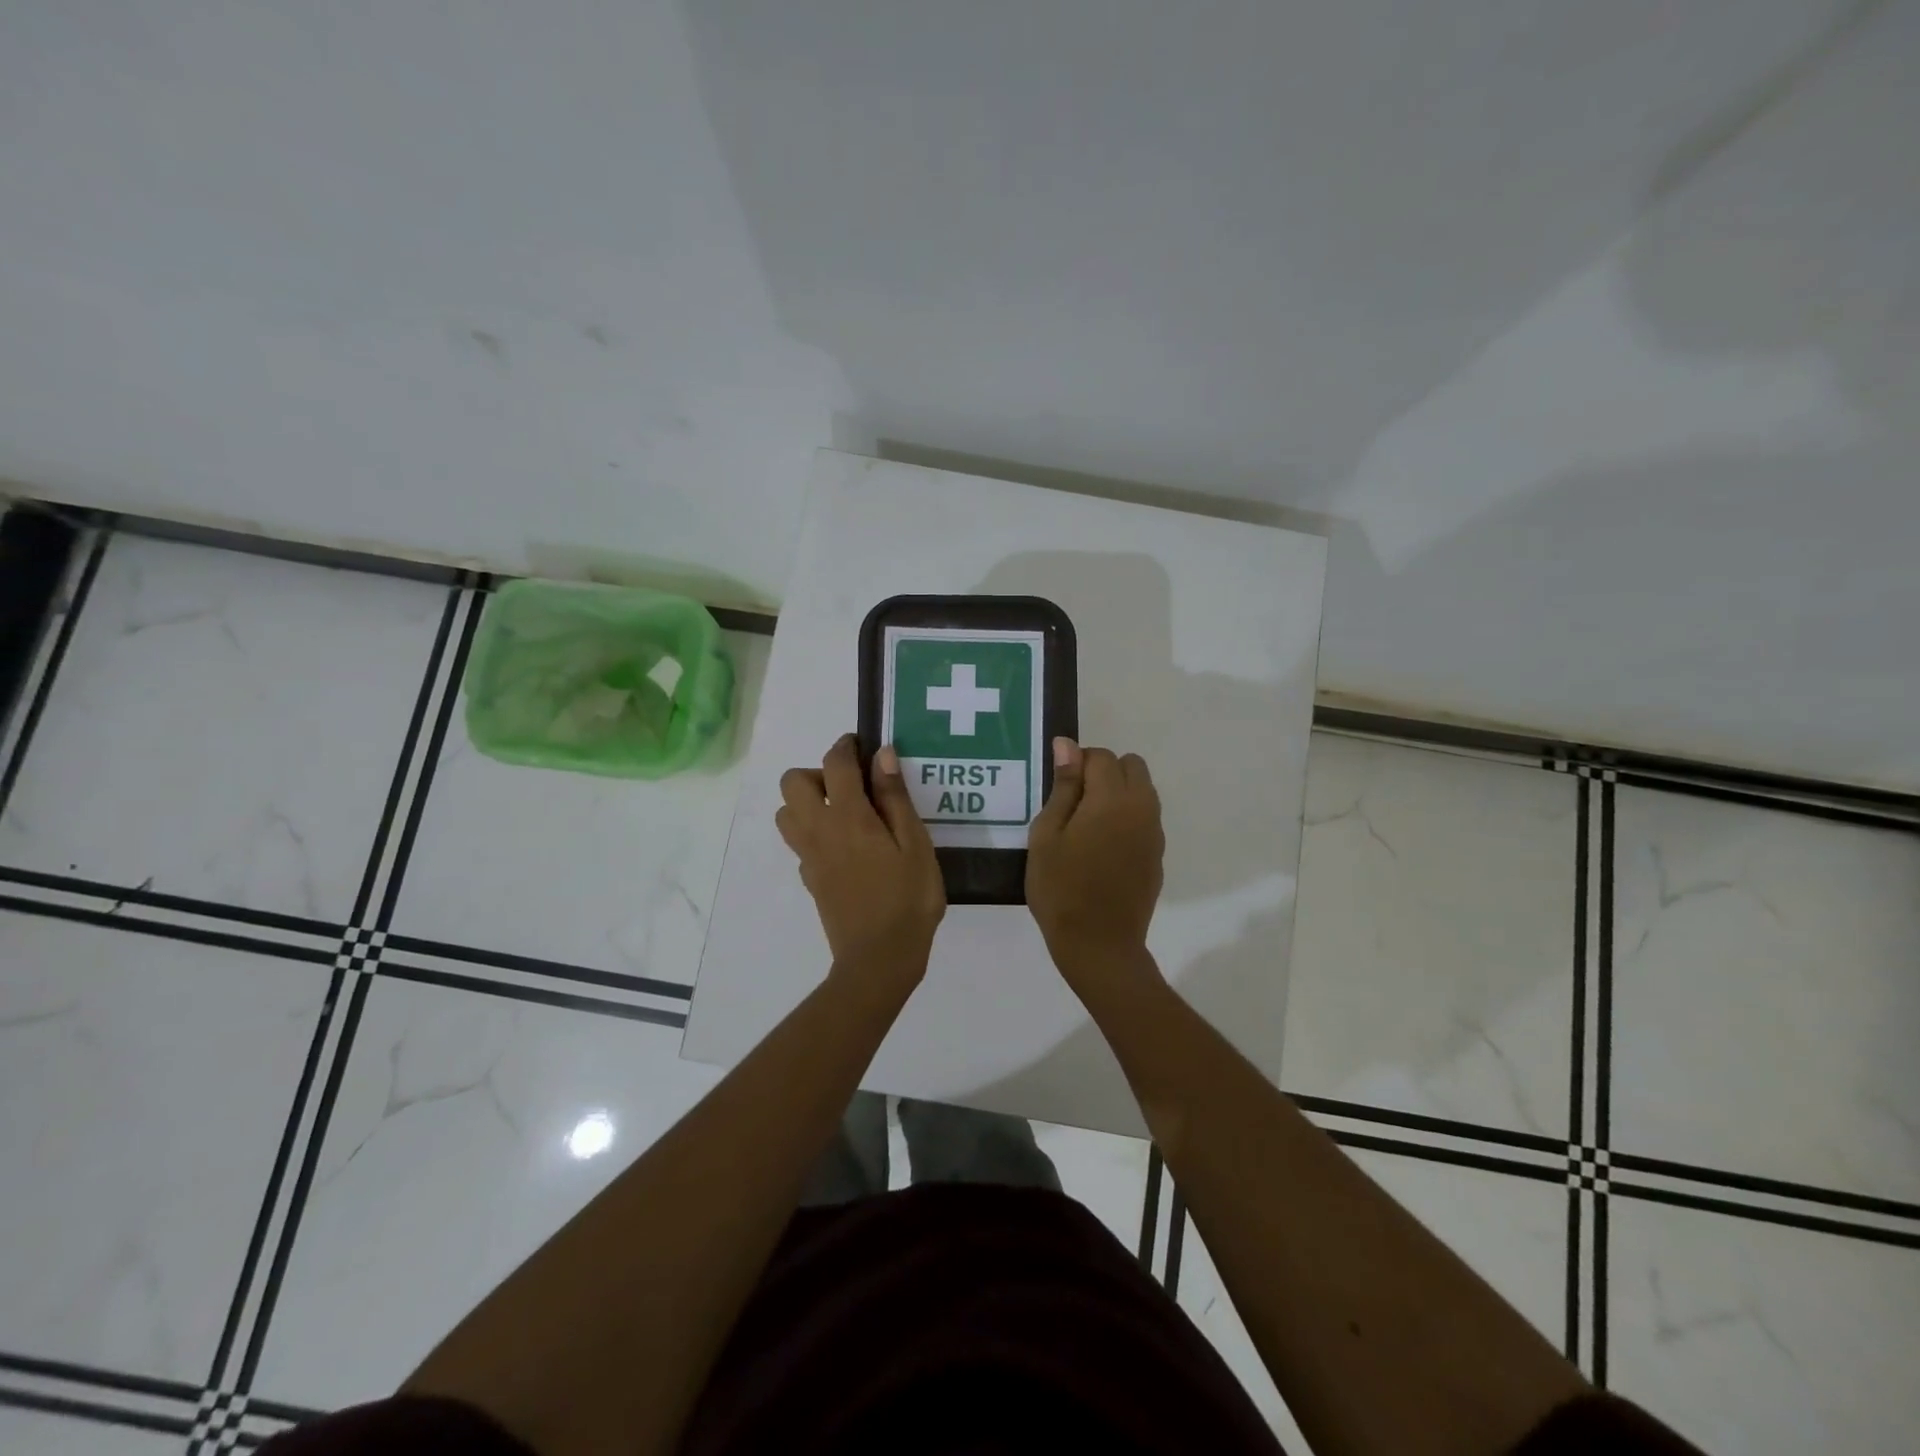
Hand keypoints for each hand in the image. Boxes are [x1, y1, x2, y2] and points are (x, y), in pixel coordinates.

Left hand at [777, 735, 945, 982]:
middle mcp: (819, 829)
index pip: (835, 762)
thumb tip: (882, 755)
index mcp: (848, 816)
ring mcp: (809, 856)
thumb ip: (895, 797)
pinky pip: (798, 841)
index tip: (863, 745)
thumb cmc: (908, 898)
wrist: (879, 958)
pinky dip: (813, 831)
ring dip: (808, 802)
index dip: (846, 746)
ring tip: (845, 815)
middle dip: (818, 773)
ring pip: (786, 812)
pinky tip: (845, 847)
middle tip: (852, 788)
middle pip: (792, 782)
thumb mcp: (915, 844)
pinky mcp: (809, 878)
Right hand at [1027, 739, 1164, 988]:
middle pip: (1131, 765)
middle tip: (1073, 802)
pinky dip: (1126, 818)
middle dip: (1103, 771)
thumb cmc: (1061, 888)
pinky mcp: (1157, 855)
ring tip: (1086, 825)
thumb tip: (1068, 746)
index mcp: (1112, 798)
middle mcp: (1142, 808)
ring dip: (1117, 793)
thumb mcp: (1047, 835)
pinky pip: (1145, 818)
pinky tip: (1102, 848)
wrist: (1099, 945)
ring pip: (1142, 790)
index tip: (1057, 788)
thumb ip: (1063, 786)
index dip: (1076, 763)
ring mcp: (1154, 833)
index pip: (1100, 756)